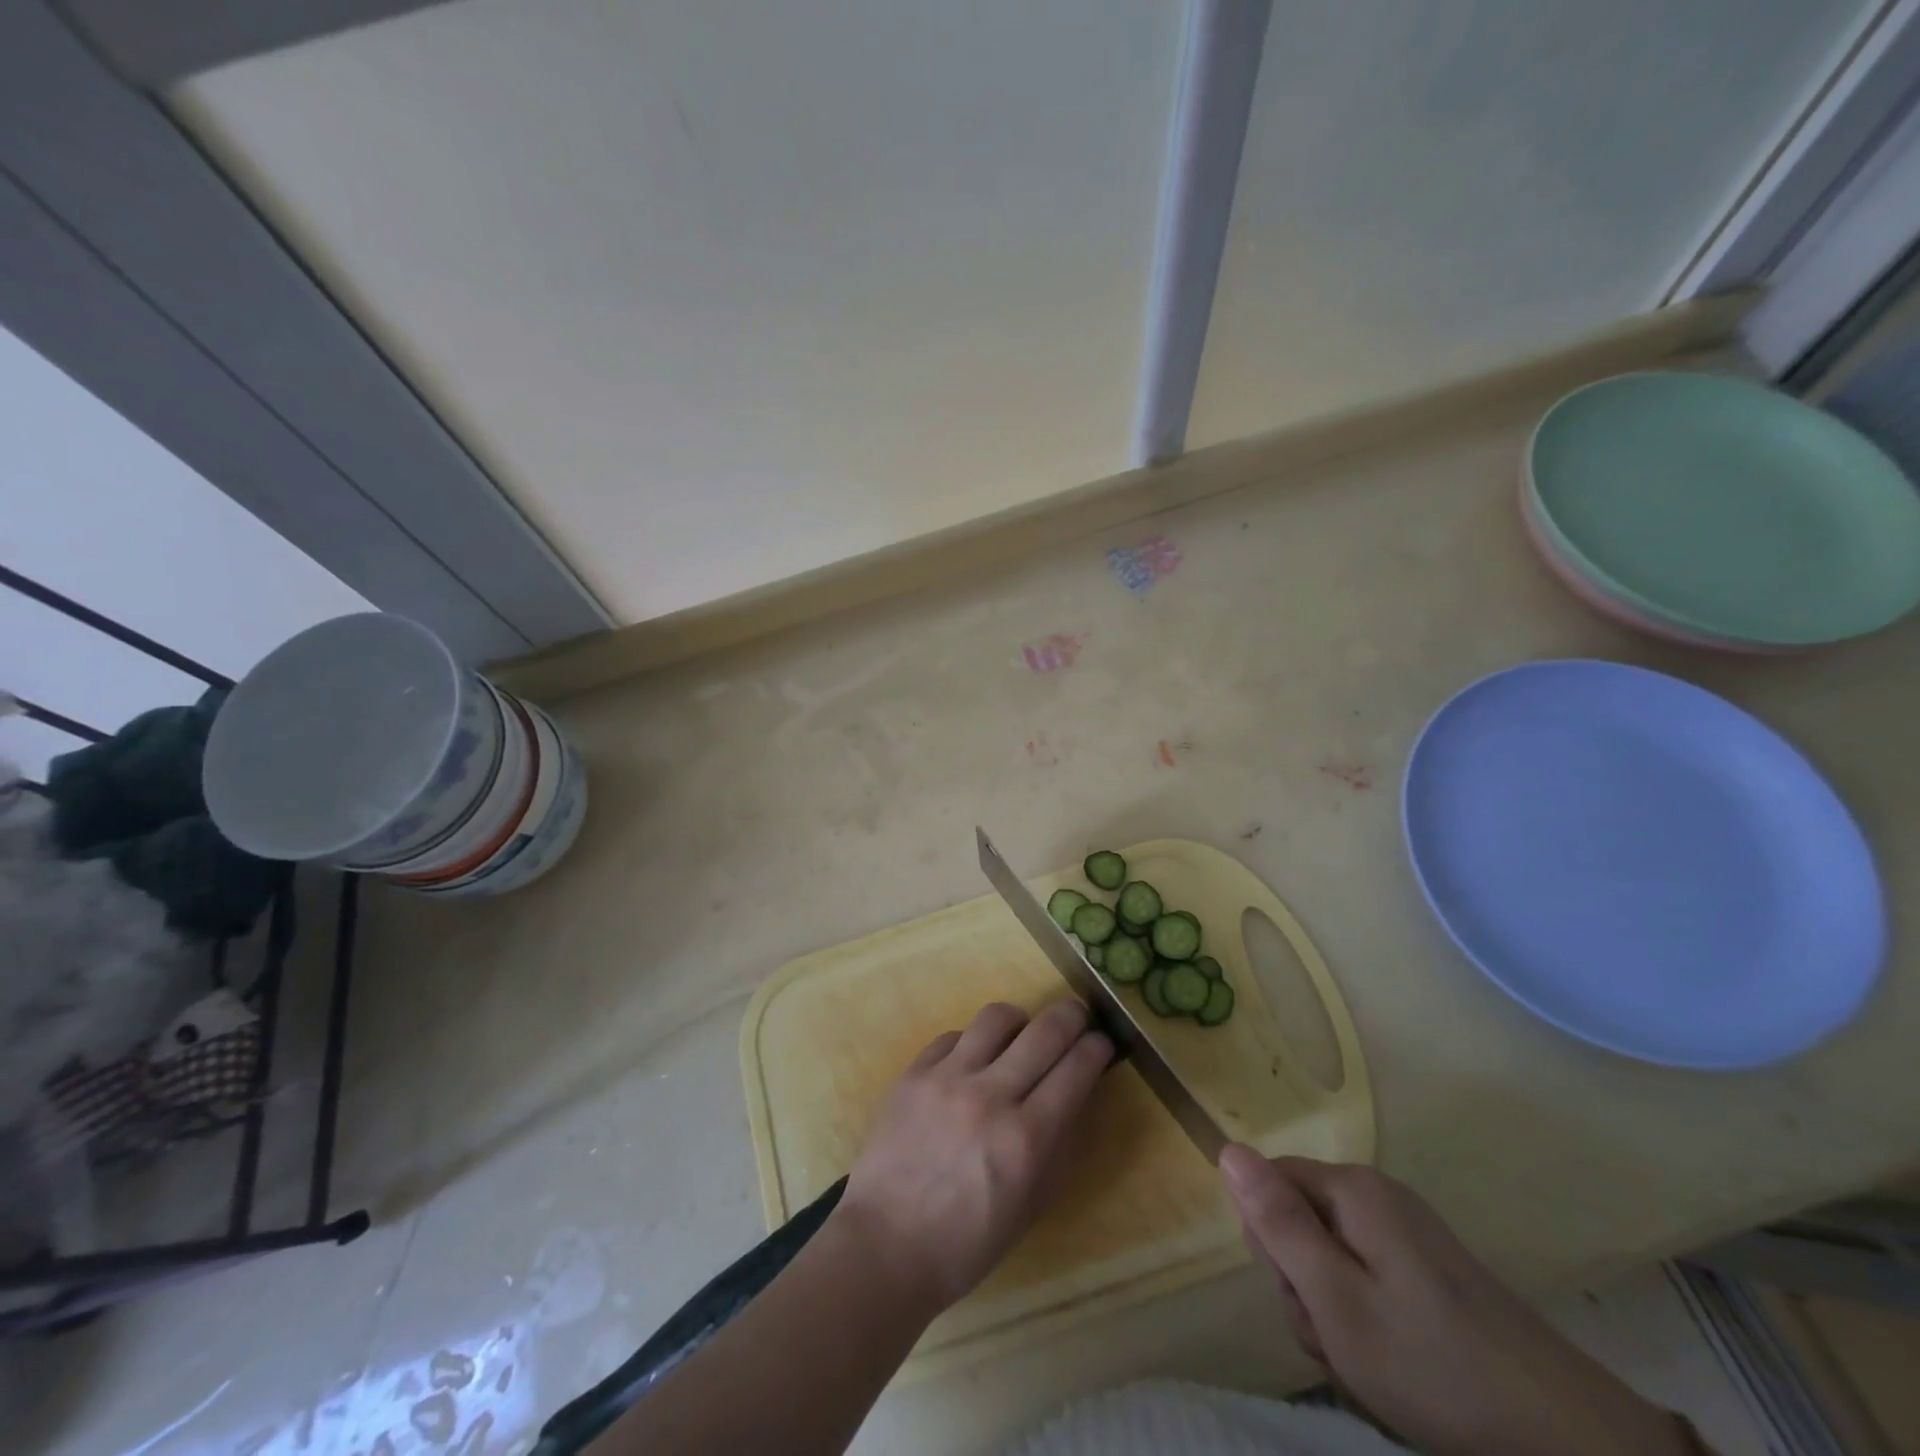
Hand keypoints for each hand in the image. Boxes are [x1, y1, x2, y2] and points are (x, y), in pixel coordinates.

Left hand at [835, 1001, 1112, 1312]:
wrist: (886, 1245)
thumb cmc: (968, 1242)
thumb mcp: (1033, 1205)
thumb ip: (1059, 1144)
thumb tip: (1076, 1092)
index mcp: (1026, 1139)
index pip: (1076, 1070)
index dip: (1096, 1049)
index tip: (1102, 1043)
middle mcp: (991, 1096)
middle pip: (1045, 1030)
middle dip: (1072, 1016)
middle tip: (1077, 1018)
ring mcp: (948, 1078)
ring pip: (997, 1017)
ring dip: (1020, 1021)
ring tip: (1021, 1035)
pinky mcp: (914, 1072)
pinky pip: (954, 1036)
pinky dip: (972, 1043)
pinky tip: (972, 1062)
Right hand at [1220, 1149, 1696, 1455]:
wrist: (1568, 1438)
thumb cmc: (1434, 1365)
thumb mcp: (1335, 1300)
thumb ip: (1277, 1222)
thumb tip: (1227, 1148)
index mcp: (1351, 1189)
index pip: (1267, 1184)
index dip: (1269, 1243)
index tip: (1302, 1297)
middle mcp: (1377, 1195)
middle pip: (1299, 1219)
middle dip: (1303, 1283)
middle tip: (1339, 1339)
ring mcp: (1408, 1232)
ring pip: (1331, 1256)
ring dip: (1333, 1311)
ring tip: (1369, 1362)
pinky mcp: (1431, 1269)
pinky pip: (1367, 1277)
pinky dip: (1366, 1320)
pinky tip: (1393, 1364)